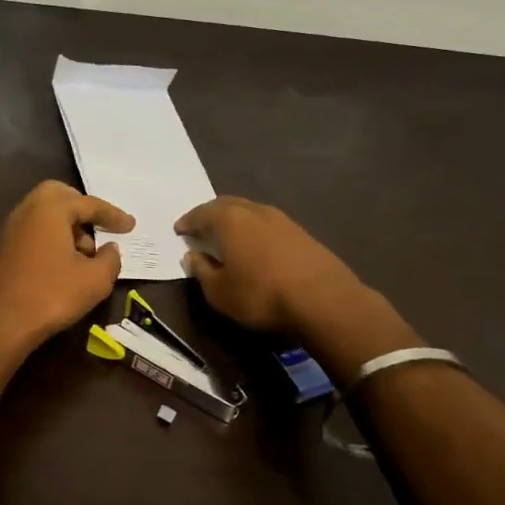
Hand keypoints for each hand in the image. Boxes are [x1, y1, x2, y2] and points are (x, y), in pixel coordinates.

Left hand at [0, 181, 134, 352]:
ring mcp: (13, 228)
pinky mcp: (6, 248)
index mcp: (50, 208)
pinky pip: (36, 230)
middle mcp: (28, 210)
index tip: (131, 225)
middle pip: (60, 196)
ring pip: (46, 213)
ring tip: (87, 253)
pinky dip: (54, 237)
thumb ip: (110, 258)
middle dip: (82, 208)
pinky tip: (66, 263)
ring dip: (68, 225)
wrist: (2, 322)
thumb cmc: (52, 293)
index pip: (89, 204)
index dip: (113, 215)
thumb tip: (110, 248)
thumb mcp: (95, 279)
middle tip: (100, 225)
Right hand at [175, 195, 366, 333]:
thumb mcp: (219, 292)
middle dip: (211, 214)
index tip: (180, 230)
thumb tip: (192, 256)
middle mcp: (253, 210)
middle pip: (226, 204)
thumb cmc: (261, 294)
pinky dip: (255, 230)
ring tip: (228, 236)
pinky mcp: (301, 232)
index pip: (200, 214)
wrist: (324, 299)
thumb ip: (202, 271)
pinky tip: (257, 245)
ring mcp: (281, 219)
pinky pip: (268, 224)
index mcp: (228, 219)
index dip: (188, 222)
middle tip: (202, 227)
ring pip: (250, 211)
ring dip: (236, 220)